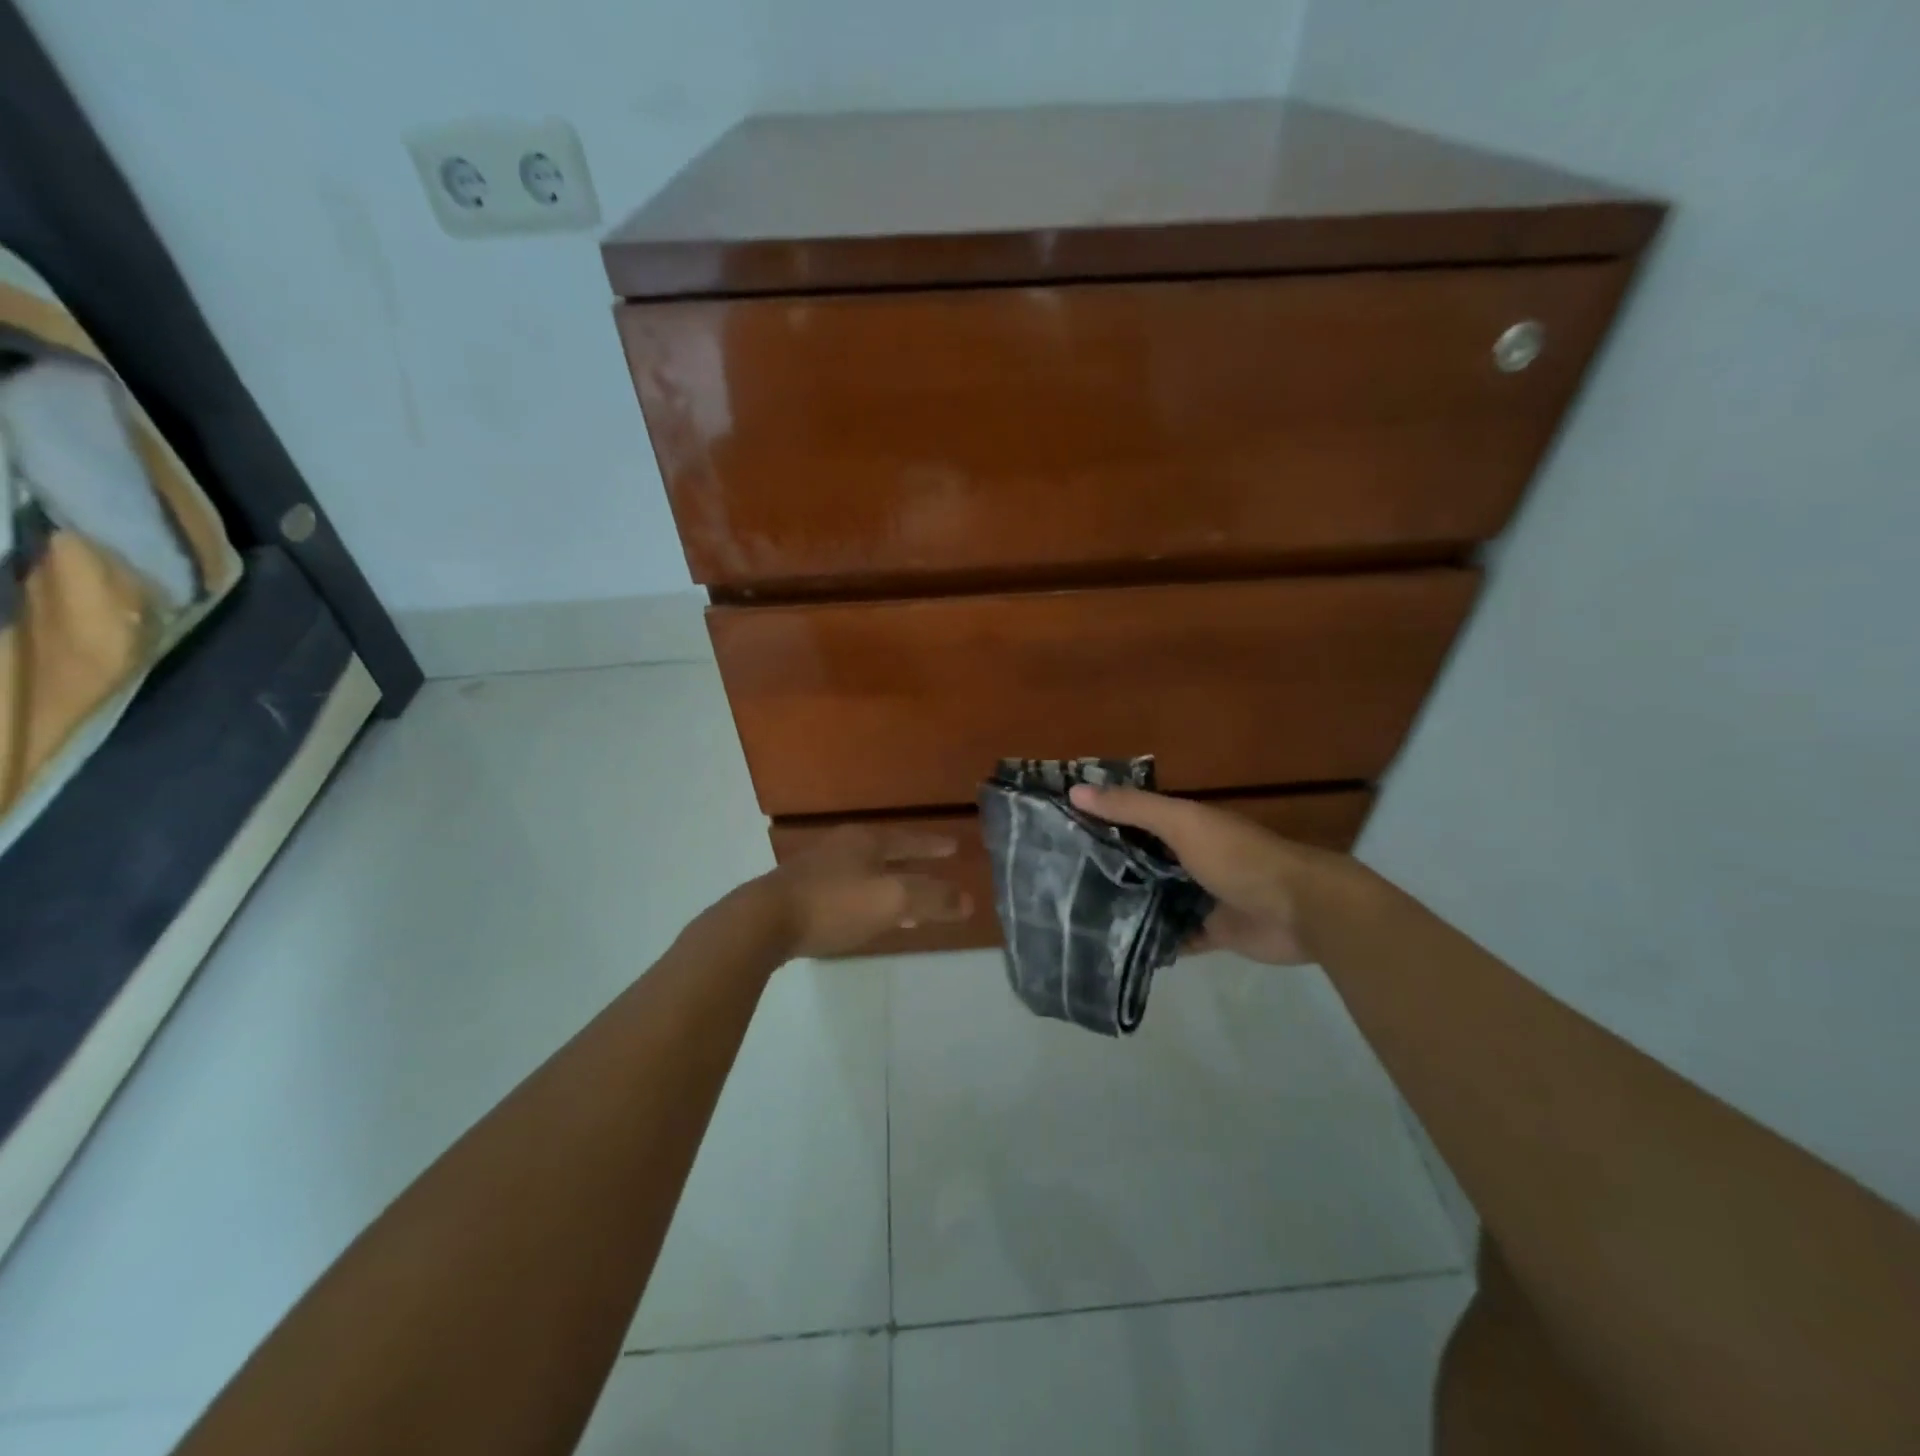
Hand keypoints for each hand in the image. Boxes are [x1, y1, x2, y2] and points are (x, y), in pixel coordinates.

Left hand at [763, 825, 971, 958]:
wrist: (764, 922)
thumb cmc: (834, 904)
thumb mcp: (892, 900)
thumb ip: (932, 898)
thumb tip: (968, 900)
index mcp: (866, 840)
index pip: (910, 839)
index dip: (933, 845)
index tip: (955, 847)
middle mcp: (843, 847)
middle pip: (888, 853)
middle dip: (913, 864)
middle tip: (937, 871)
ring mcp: (819, 869)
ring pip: (867, 874)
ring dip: (891, 886)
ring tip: (910, 907)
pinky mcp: (801, 893)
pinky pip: (848, 892)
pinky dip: (869, 901)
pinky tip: (868, 920)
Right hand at [1068, 786, 1347, 965]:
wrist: (1299, 909)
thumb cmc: (1237, 857)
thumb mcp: (1181, 822)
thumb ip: (1131, 808)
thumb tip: (1074, 790)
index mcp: (1184, 825)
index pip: (1133, 819)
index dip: (1100, 821)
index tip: (1058, 831)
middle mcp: (1189, 858)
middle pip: (1141, 860)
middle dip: (1108, 867)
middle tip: (1058, 881)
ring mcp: (1200, 896)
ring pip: (1154, 899)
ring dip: (1127, 905)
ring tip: (1078, 915)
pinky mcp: (1211, 932)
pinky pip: (1174, 937)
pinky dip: (1152, 941)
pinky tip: (1117, 947)